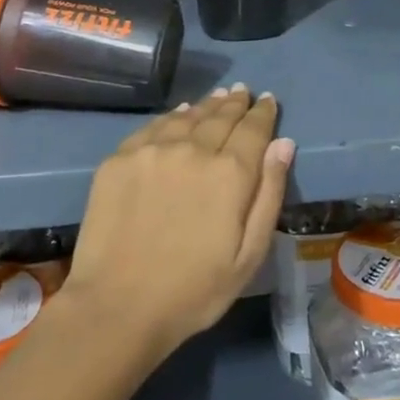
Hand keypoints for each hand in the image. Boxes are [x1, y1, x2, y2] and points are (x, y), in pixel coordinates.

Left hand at [65, 85, 294, 361]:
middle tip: (243, 92)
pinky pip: (153, 127)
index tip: (267, 100)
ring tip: (217, 98)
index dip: (262, 113)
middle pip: (220, 117)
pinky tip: (179, 115)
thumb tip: (283, 144)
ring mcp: (152, 151)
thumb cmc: (194, 291)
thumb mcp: (249, 256)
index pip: (253, 129)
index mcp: (230, 173)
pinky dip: (172, 117)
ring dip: (206, 106)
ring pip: (187, 116)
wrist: (116, 307)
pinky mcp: (120, 159)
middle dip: (235, 104)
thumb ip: (268, 194)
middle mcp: (193, 150)